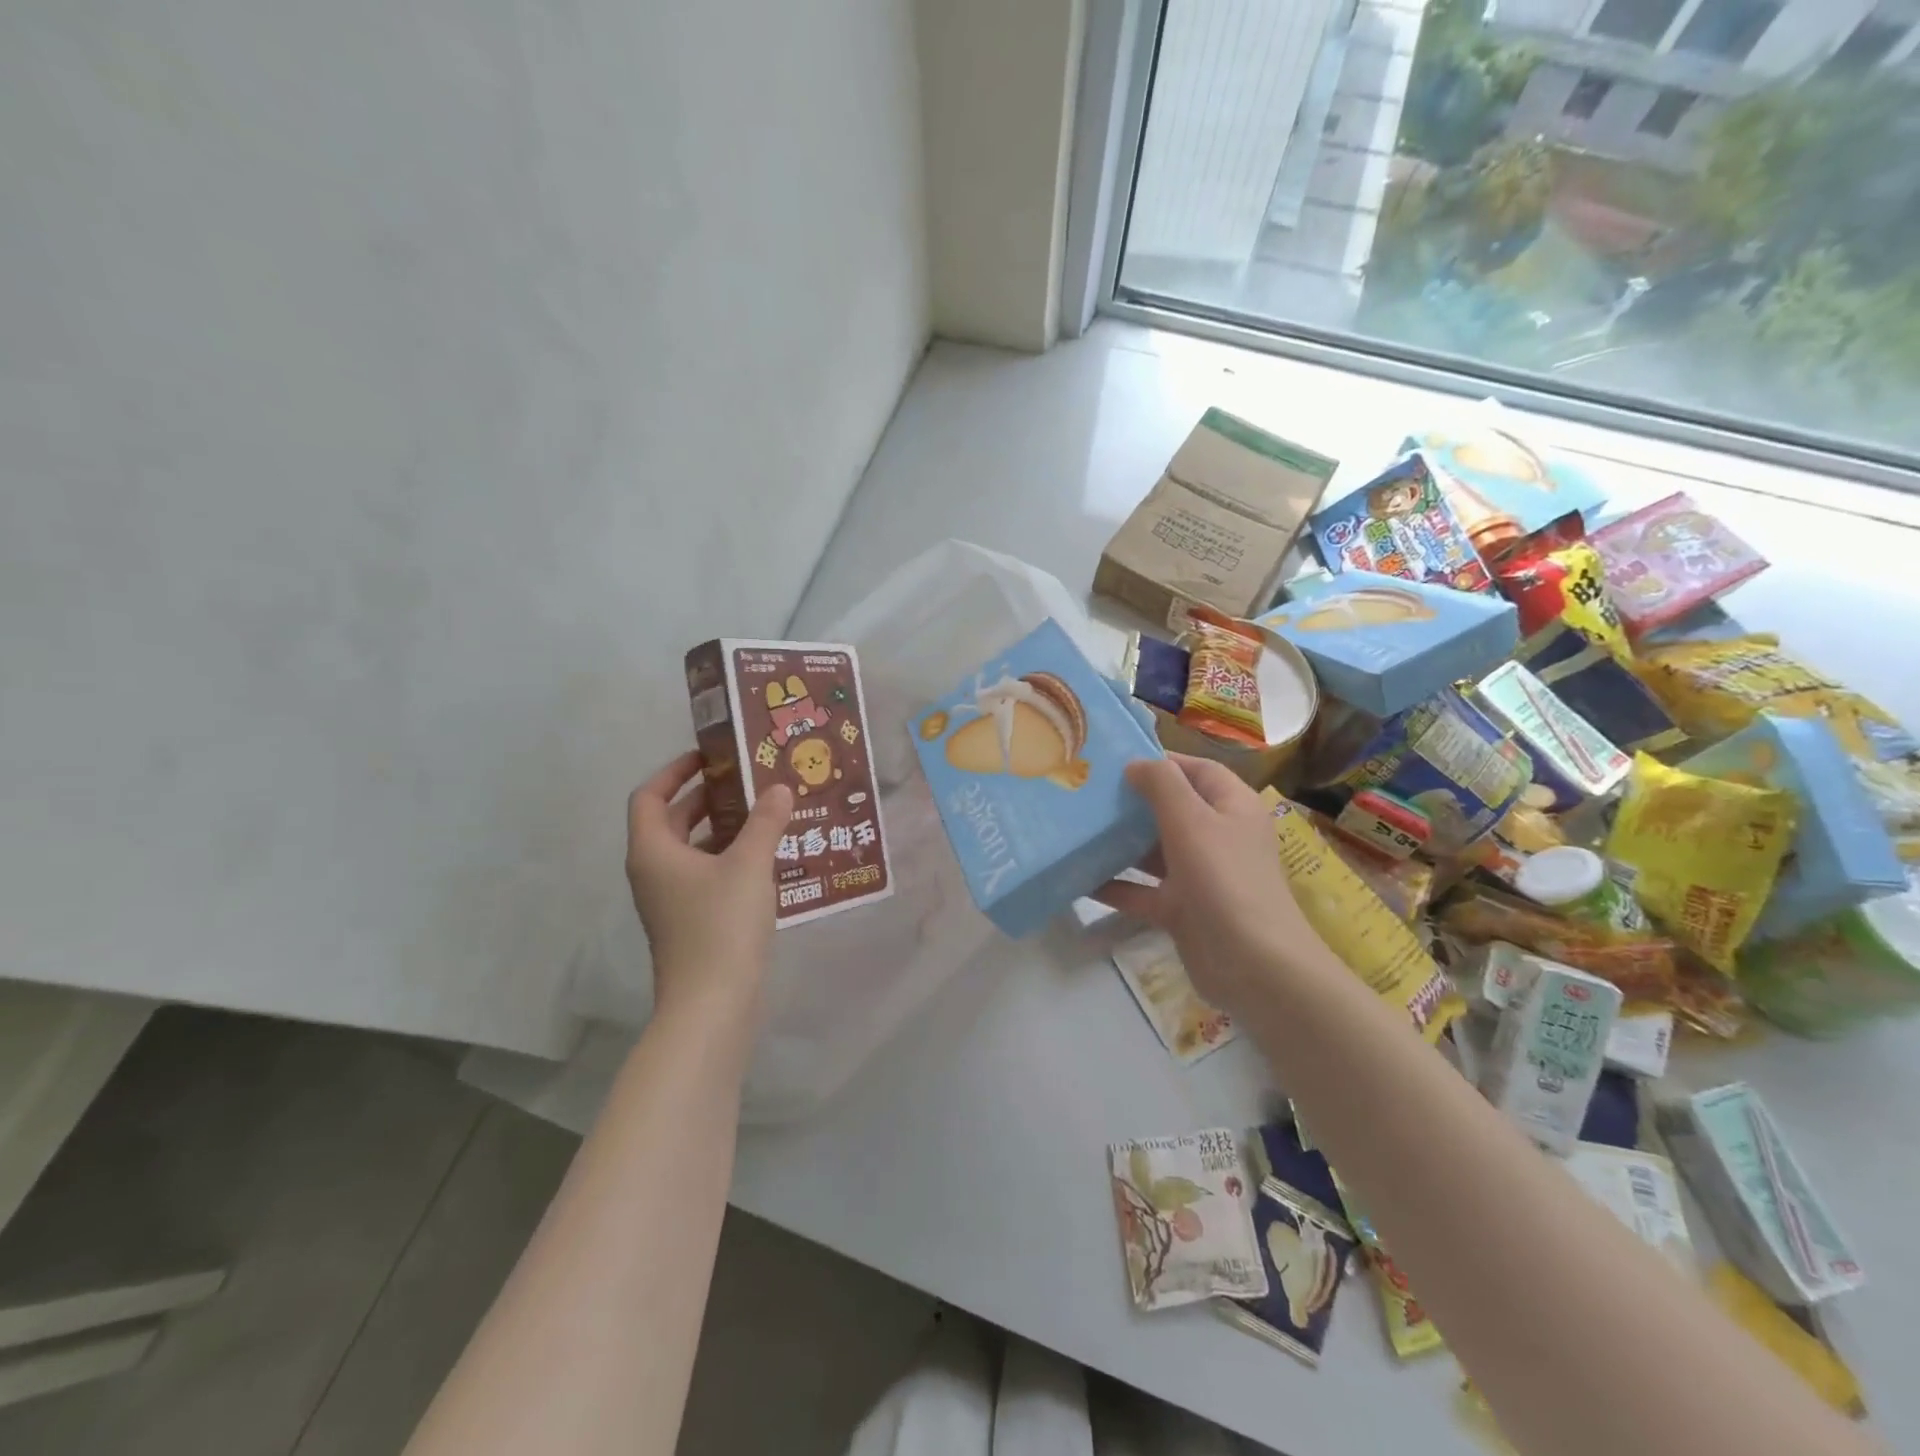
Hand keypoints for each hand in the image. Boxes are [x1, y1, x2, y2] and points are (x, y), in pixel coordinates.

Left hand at [626, 751, 793, 1020]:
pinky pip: (706, 876)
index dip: (675, 771)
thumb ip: (765, 821)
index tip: (710, 758)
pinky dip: (730, 860)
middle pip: (672, 821)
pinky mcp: (690, 923)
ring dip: (722, 830)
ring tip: (765, 816)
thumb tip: (779, 788)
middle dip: (707, 798)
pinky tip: (767, 861)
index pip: (649, 795)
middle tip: (748, 783)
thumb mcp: (749, 865)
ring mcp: (670, 901)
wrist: (711, 1004)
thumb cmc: (721, 925)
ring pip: (692, 851)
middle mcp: (654, 872)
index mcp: (653, 850)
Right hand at [1094, 755, 1326, 1015]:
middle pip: (1172, 809)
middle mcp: (1217, 836)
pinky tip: (1081, 879)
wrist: (1253, 966)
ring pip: (1154, 850)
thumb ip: (1162, 785)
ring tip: (1077, 829)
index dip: (1161, 761)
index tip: (1115, 760)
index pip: (1196, 770)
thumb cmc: (1224, 879)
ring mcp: (1200, 875)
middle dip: (1132, 801)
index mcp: (1231, 806)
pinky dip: (1117, 885)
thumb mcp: (1191, 820)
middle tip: (1086, 792)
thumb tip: (1136, 764)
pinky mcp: (1182, 909)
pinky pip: (1143, 890)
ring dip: (1120, 843)